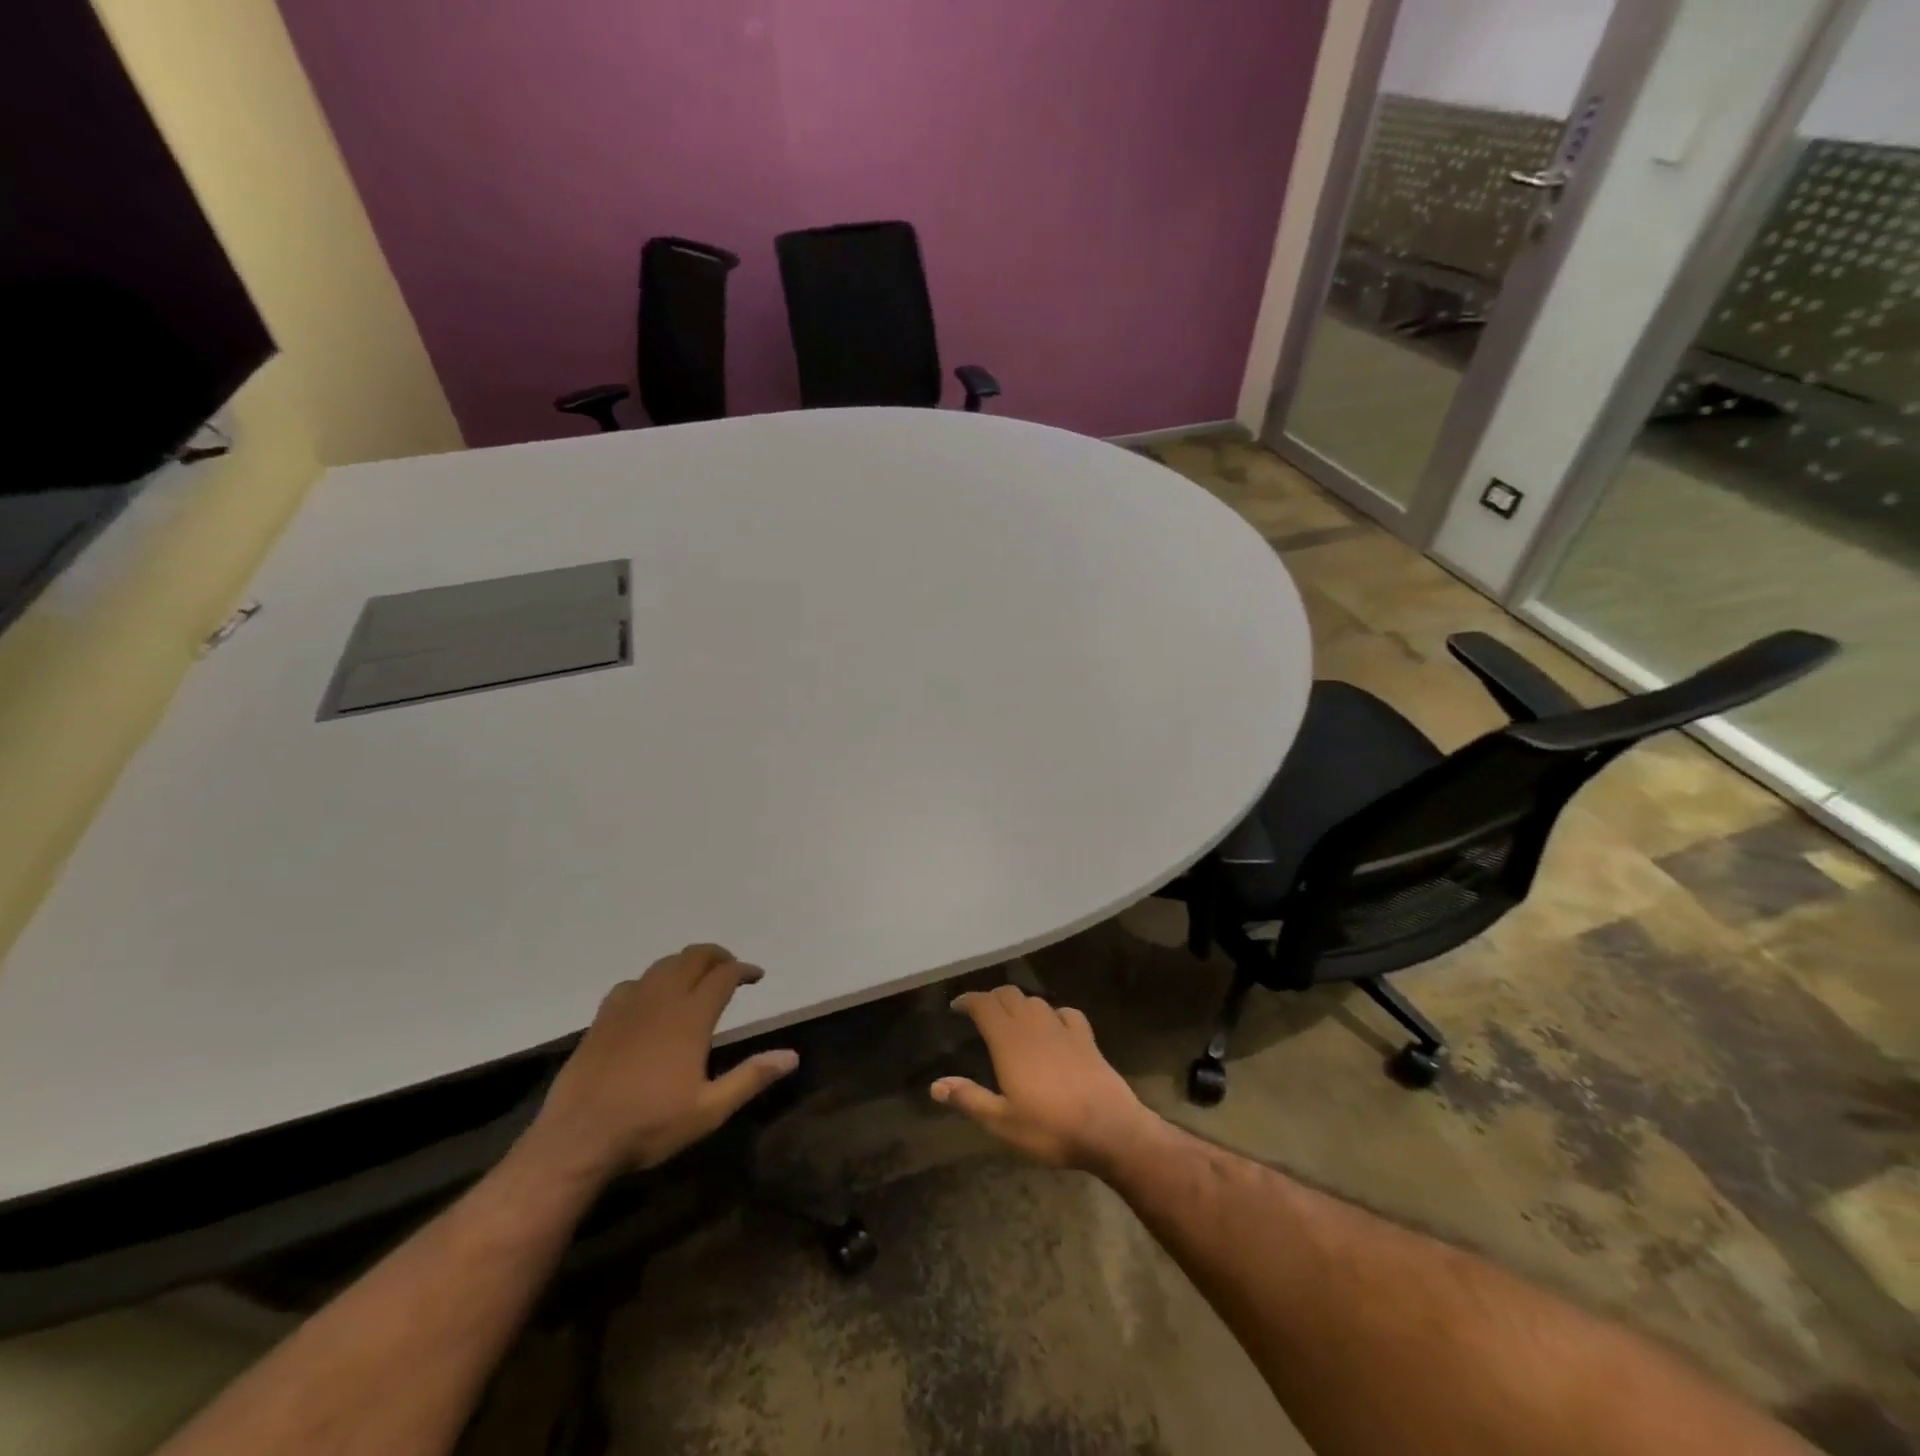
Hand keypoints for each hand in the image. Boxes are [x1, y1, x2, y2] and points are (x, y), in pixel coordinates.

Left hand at [531, 944, 797, 1173]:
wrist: (576, 1141)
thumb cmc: (649, 1126)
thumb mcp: (709, 1110)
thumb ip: (751, 1077)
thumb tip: (792, 1056)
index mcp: (691, 1017)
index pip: (724, 975)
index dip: (743, 969)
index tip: (756, 976)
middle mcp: (661, 1000)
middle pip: (693, 958)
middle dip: (716, 956)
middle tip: (729, 969)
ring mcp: (628, 1006)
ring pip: (662, 965)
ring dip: (684, 964)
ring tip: (695, 979)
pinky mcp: (602, 1020)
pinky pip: (631, 983)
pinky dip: (650, 981)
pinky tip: (650, 1000)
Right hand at [931, 986, 1158, 1172]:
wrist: (1110, 1129)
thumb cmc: (1050, 1127)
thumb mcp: (1002, 1122)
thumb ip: (969, 1099)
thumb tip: (935, 1085)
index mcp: (1009, 1040)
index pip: (984, 1004)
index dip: (968, 1000)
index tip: (956, 1006)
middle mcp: (1034, 1025)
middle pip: (1009, 995)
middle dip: (991, 998)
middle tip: (980, 1013)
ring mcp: (1063, 1028)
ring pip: (1035, 1001)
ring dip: (1020, 1004)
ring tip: (1012, 1020)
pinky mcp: (1086, 1037)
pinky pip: (1066, 1013)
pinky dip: (1054, 1014)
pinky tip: (1054, 1026)